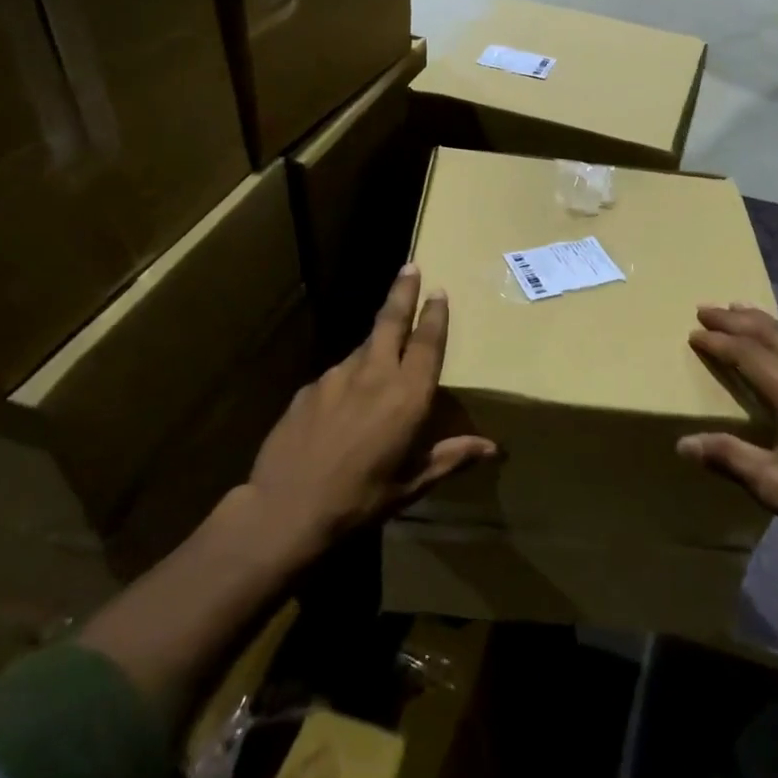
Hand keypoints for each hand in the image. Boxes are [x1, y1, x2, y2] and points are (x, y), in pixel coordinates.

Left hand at [241, 266, 495, 562]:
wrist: (284, 510)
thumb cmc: (359, 501)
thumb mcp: (412, 484)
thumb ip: (450, 457)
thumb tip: (492, 447)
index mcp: (406, 396)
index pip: (427, 343)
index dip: (435, 315)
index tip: (439, 291)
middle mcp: (374, 375)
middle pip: (391, 322)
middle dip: (403, 292)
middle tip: (410, 267)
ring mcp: (336, 377)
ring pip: (362, 348)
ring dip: (375, 344)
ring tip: (380, 357)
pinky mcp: (309, 388)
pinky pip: (337, 375)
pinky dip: (349, 378)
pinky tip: (343, 404)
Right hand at [679, 304, 777, 569]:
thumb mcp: (777, 487)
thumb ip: (730, 458)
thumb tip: (684, 444)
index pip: (748, 354)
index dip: (718, 341)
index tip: (693, 332)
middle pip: (770, 333)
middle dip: (734, 318)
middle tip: (705, 308)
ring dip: (759, 321)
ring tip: (735, 310)